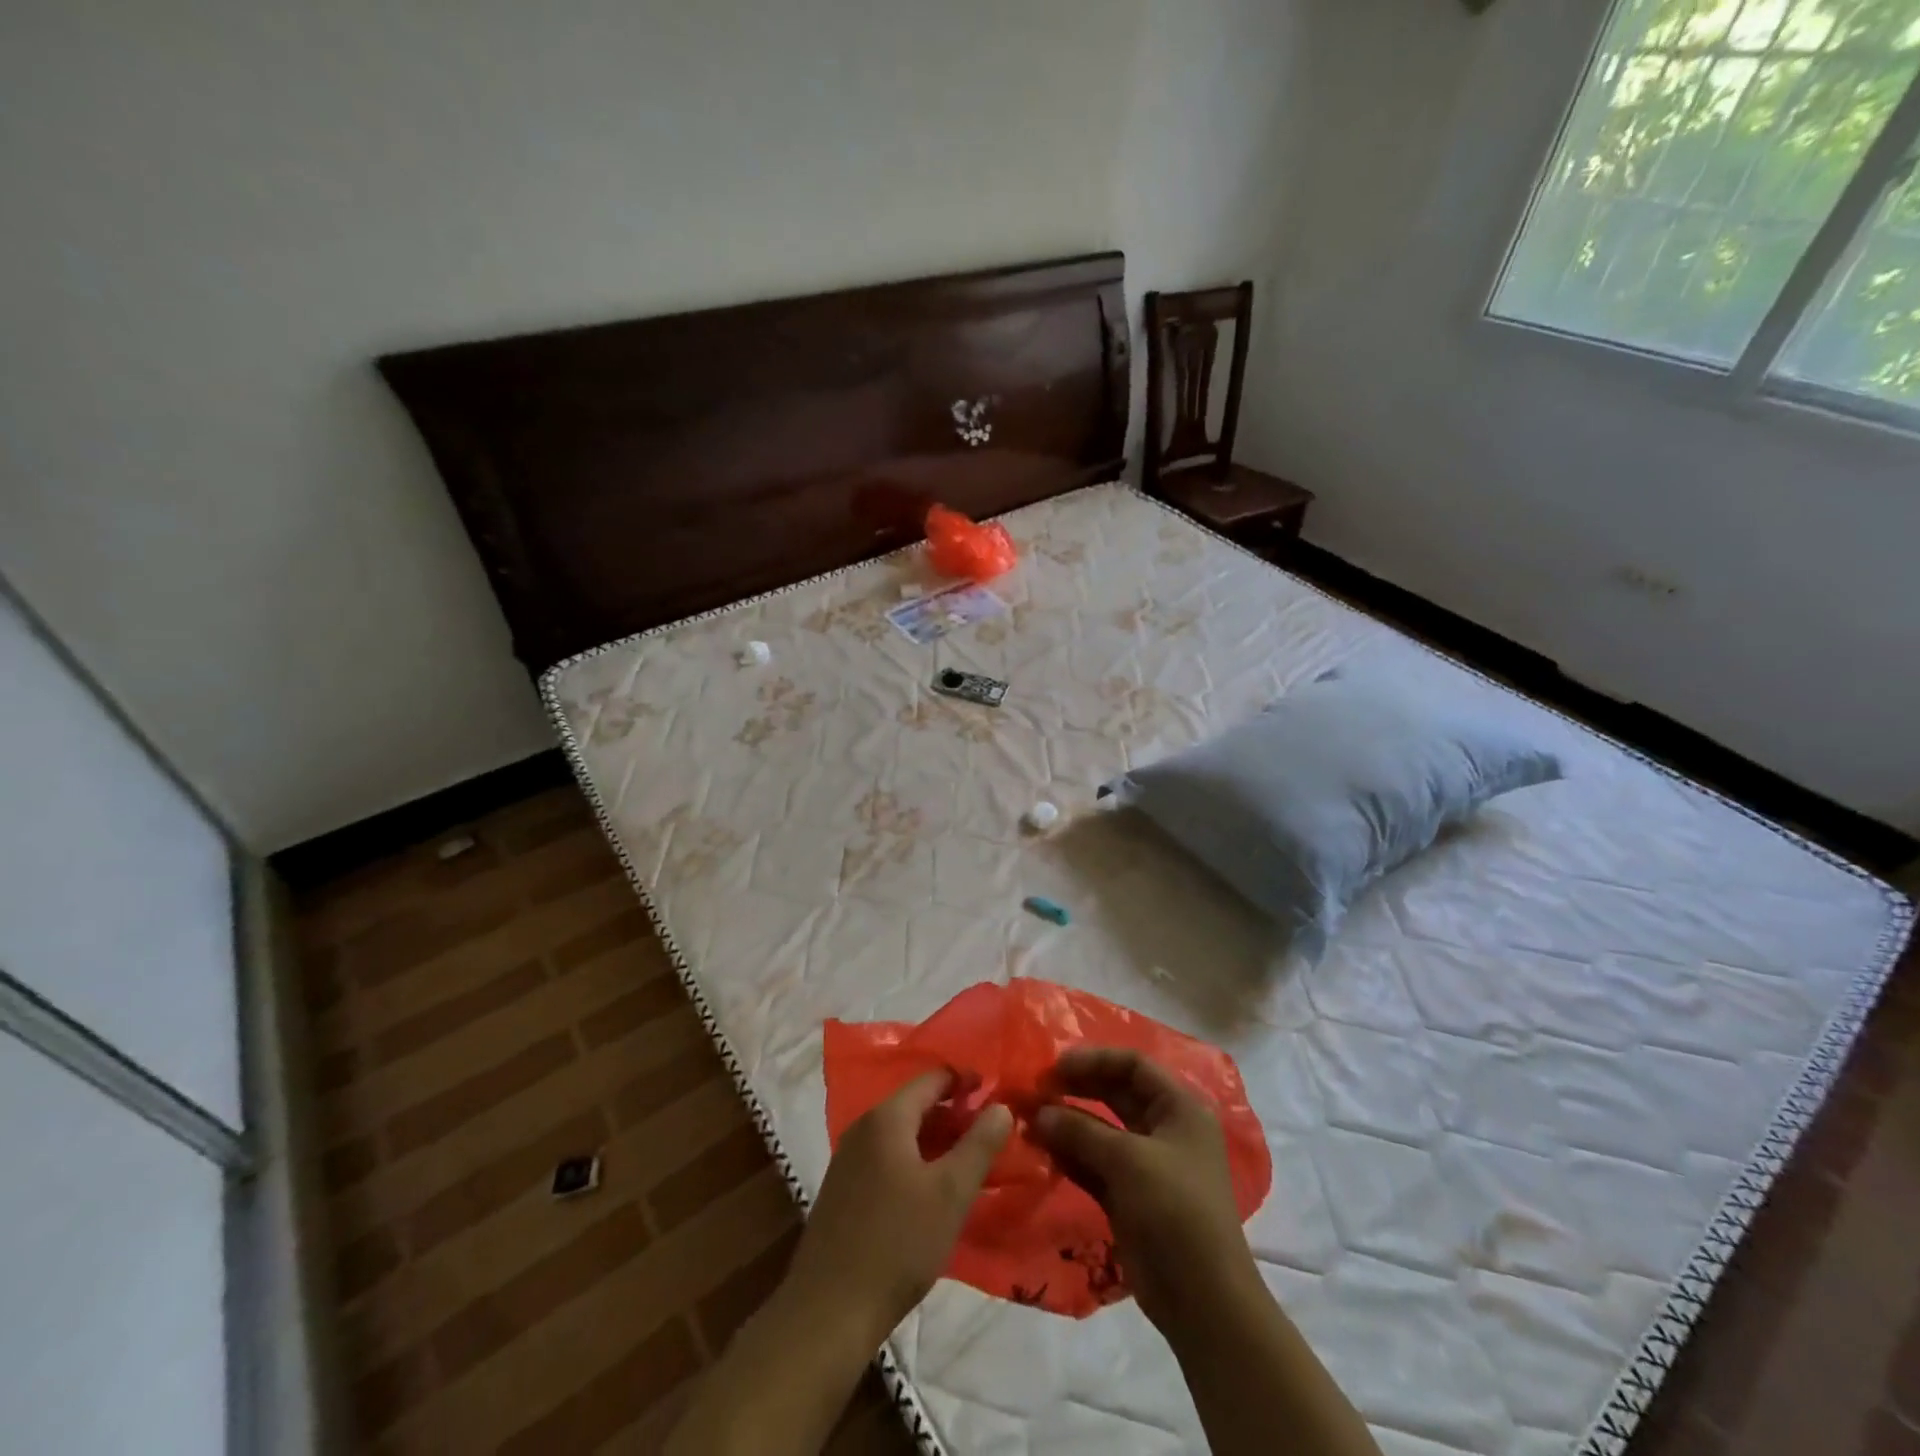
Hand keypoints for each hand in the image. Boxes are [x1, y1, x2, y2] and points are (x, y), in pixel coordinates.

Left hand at [788, 1070, 1012, 1346]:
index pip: (932, 1078)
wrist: (829, 1311)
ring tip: (970, 1162)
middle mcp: (863, 1128)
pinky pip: (887, 1158)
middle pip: (916, 1105)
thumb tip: (1001, 1106)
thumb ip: (979, 1144)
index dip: (966, 1082)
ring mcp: (849, 1159)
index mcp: (887, 1118)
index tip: (996, 1095)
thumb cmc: (897, 1243)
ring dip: (936, 1141)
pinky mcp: (843, 1190)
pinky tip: (933, 1192)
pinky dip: (915, 1162)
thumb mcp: (951, 1193)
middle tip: (991, 1134)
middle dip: (954, 1115)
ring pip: (902, 1134)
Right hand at [1034, 1048, 1259, 1335]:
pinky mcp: (1129, 1196)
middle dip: (1076, 1089)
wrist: (1203, 1300)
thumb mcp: (1128, 1160)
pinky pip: (1094, 1163)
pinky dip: (1070, 1155)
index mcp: (1179, 1108)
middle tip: (1035, 1090)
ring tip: (1028, 1120)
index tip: (1054, 1066)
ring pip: (1101, 1130)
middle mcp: (1164, 1129)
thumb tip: (1037, 1113)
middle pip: (1115, 1094)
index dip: (1094, 1060)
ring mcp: (1146, 1165)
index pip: (1133, 1066)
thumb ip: (1080, 1131)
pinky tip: (1040, 1149)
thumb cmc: (1175, 1210)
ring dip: (1067, 1123)